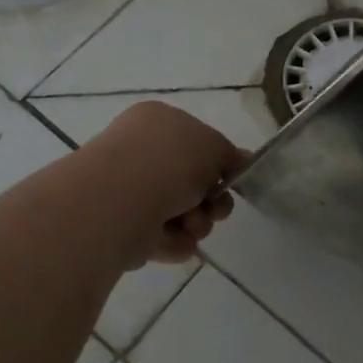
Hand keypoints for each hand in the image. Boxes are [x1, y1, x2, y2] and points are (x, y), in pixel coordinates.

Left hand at [80, 102, 245, 266]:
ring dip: (196, 223)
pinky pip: (159, 236)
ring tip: (191, 225)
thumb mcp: (214, 146)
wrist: (120, 199)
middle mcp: (139, 152)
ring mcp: (127, 190)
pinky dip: (174, 241)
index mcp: (156, 122)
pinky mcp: (120, 227)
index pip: (195, 141)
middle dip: (209, 201)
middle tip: (214, 209)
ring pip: (178, 212)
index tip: (230, 181)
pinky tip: (177, 240)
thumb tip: (241, 160)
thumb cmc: (169, 160)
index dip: (217, 163)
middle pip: (189, 182)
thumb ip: (230, 156)